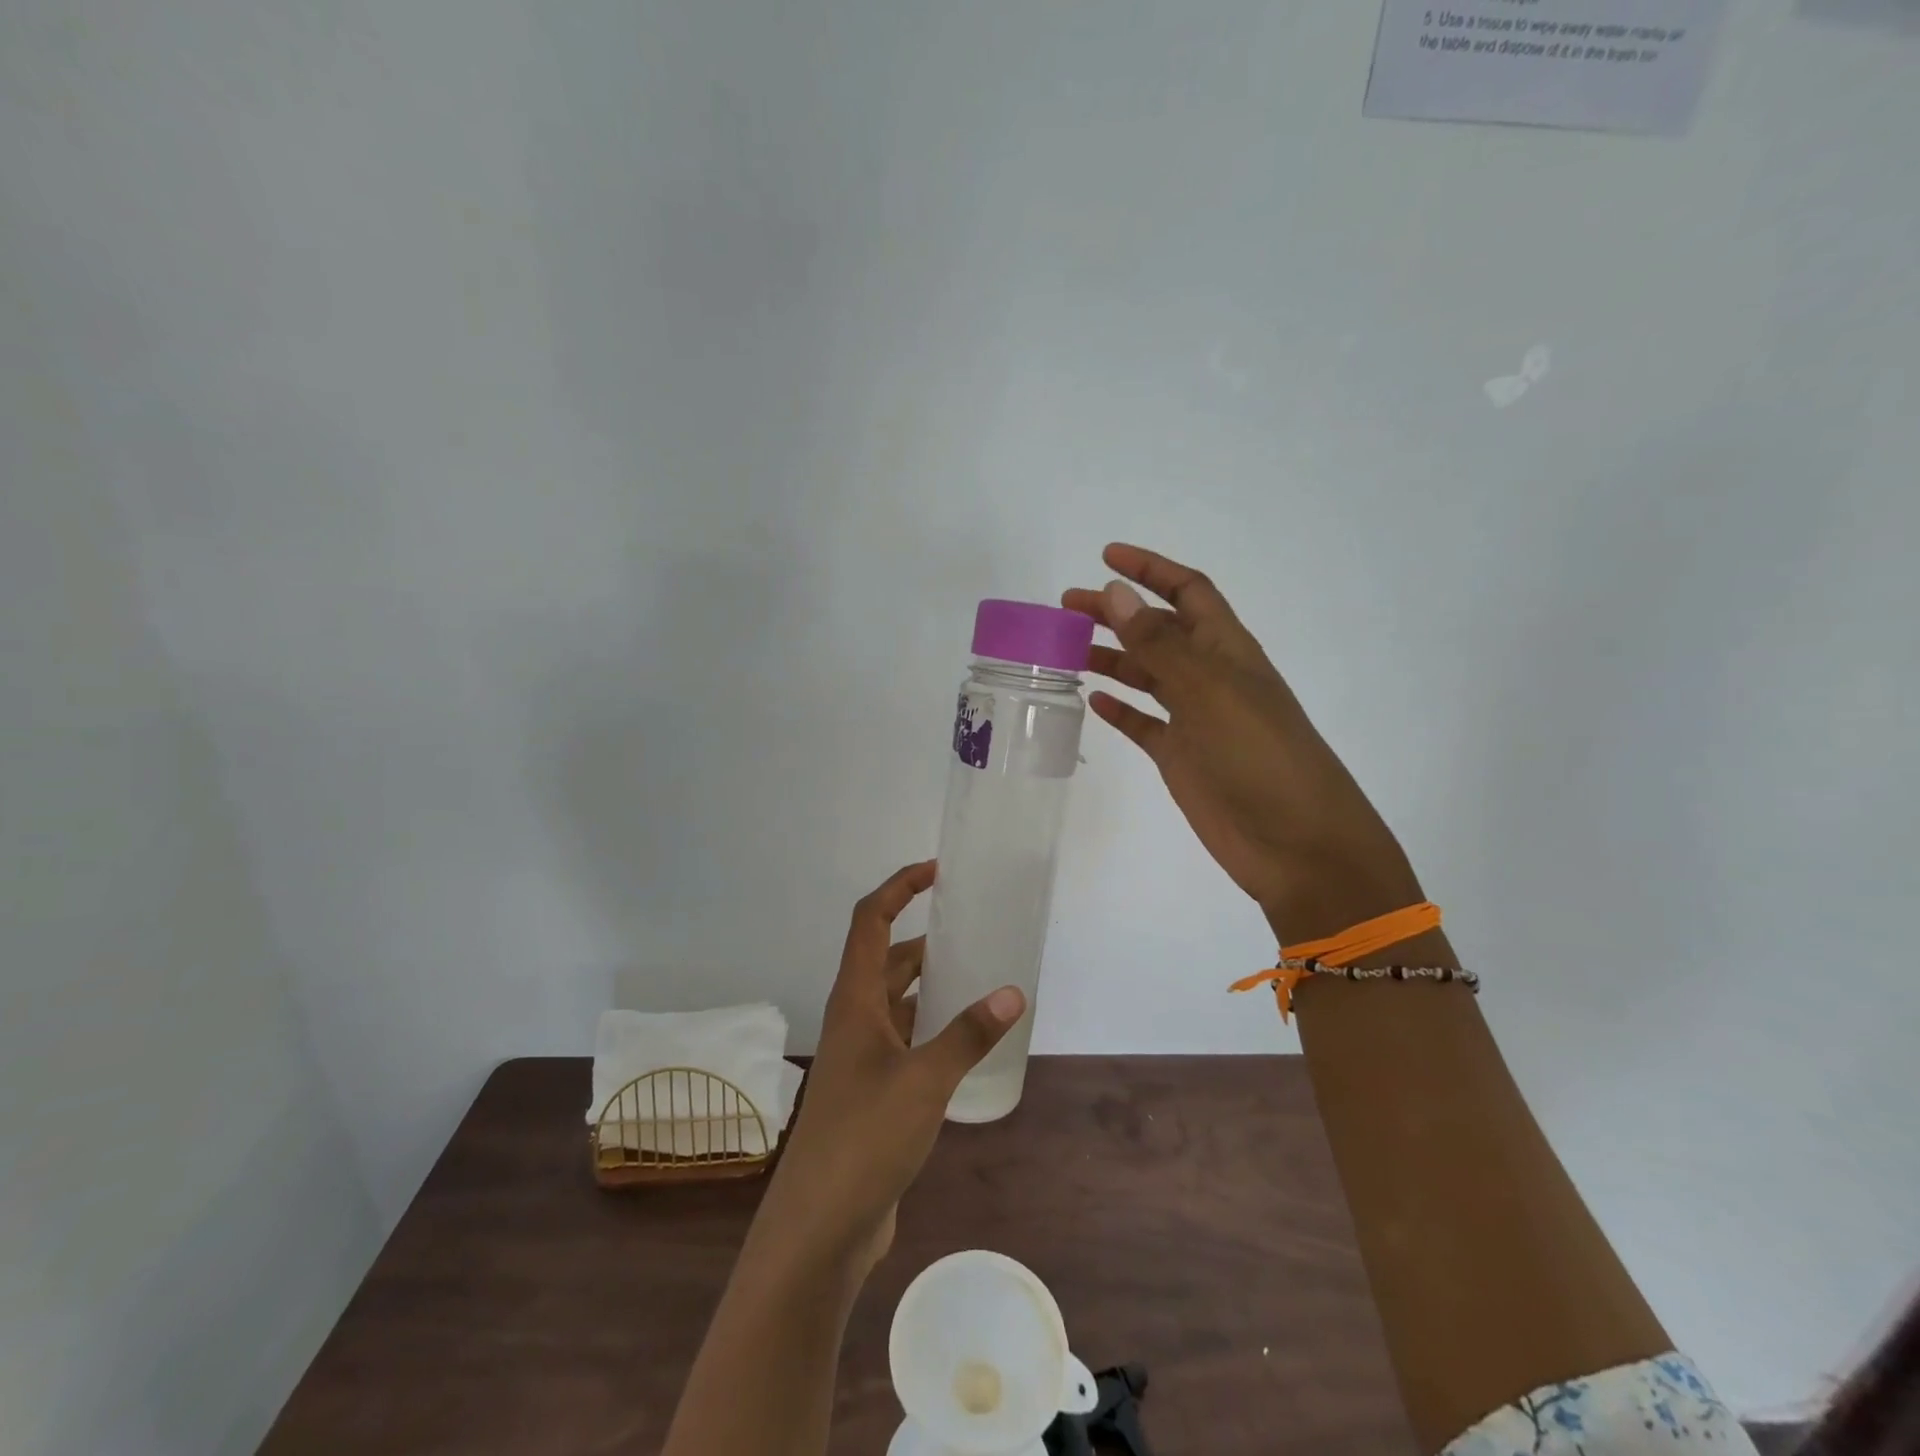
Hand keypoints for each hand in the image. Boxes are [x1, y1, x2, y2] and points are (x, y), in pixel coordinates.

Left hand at [763, 861, 1024, 1271]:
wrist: (820, 1226)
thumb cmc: (864, 1137)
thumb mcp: (925, 1080)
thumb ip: (968, 1035)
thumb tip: (1012, 992)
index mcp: (854, 1000)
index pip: (870, 921)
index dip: (899, 888)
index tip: (937, 871)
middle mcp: (854, 1018)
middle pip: (887, 960)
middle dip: (925, 941)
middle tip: (973, 933)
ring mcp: (861, 1057)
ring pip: (897, 1002)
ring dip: (930, 987)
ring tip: (979, 980)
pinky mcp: (872, 1091)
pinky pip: (905, 1040)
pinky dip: (932, 1028)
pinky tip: (965, 1042)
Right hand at [1063, 544, 1422, 942]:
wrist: (1296, 843)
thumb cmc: (1260, 756)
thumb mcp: (1209, 692)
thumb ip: (1159, 644)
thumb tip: (1115, 591)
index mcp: (1227, 650)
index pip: (1188, 592)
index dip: (1150, 570)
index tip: (1106, 556)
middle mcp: (1210, 678)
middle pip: (1158, 631)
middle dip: (1116, 612)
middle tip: (1067, 607)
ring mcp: (1195, 719)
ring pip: (1146, 676)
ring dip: (1111, 658)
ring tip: (1067, 651)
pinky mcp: (1182, 758)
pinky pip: (1144, 725)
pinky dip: (1120, 710)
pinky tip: (1094, 702)